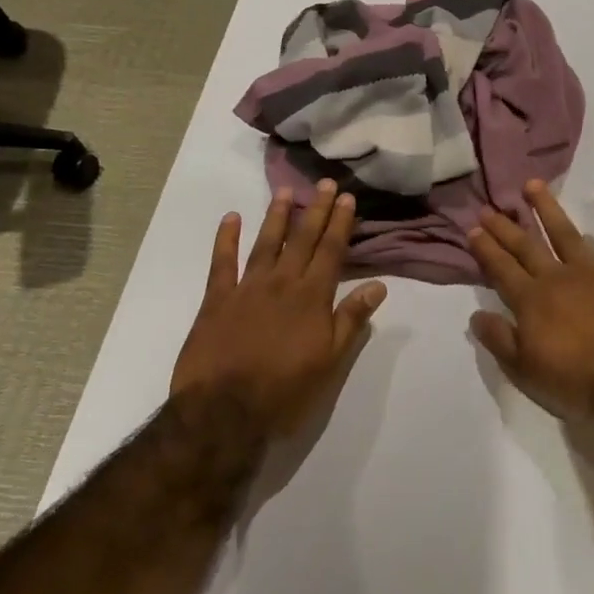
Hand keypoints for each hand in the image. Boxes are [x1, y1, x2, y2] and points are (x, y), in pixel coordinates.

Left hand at [171, 180, 386, 437]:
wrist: (224, 410)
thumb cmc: (285, 390)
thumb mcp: (330, 361)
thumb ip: (351, 319)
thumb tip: (378, 286)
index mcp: (312, 297)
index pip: (331, 251)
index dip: (340, 223)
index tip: (347, 198)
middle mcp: (282, 283)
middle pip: (302, 239)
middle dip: (315, 210)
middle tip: (324, 183)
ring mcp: (246, 288)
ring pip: (266, 243)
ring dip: (277, 216)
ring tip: (285, 191)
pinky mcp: (216, 299)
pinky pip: (221, 262)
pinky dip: (226, 239)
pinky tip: (231, 218)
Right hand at [468, 181, 593, 424]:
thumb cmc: (579, 383)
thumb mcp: (526, 372)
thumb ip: (499, 340)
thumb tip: (476, 314)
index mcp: (532, 302)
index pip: (501, 269)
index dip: (486, 249)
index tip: (473, 229)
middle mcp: (558, 278)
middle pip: (527, 247)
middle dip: (506, 226)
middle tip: (490, 207)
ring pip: (566, 233)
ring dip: (548, 209)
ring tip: (533, 185)